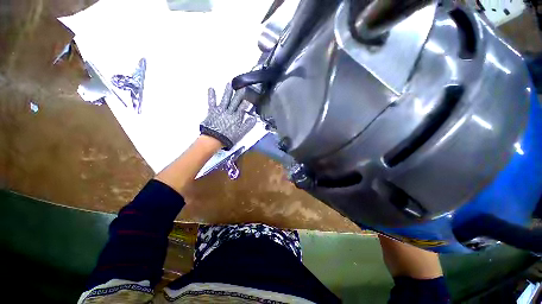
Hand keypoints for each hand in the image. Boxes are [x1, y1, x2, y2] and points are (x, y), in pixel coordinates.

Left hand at [200, 83, 256, 149]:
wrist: (214, 139)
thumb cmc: (228, 137)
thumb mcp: (241, 133)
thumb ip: (248, 125)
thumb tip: (254, 119)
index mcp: (237, 117)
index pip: (243, 107)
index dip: (246, 102)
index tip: (249, 96)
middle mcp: (229, 111)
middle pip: (235, 101)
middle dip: (239, 94)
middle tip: (242, 86)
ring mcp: (220, 110)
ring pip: (225, 99)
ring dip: (227, 91)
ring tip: (229, 83)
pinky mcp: (212, 111)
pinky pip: (212, 102)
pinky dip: (212, 95)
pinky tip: (211, 88)